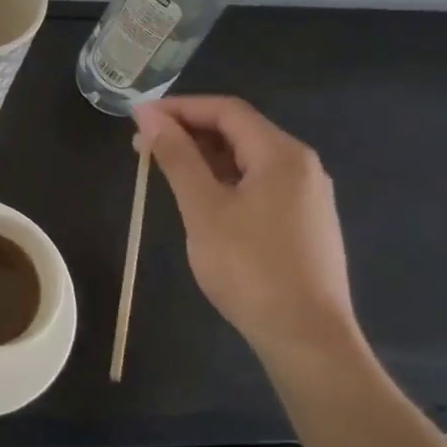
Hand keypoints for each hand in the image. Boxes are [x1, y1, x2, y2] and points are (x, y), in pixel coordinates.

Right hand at [134, 95, 362, 369]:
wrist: (307, 339)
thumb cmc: (250, 268)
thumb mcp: (203, 208)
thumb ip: (177, 157)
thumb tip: (149, 116)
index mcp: (282, 154)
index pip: (226, 110)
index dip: (180, 107)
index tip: (139, 118)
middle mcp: (301, 165)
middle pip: (239, 131)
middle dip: (189, 132)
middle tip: (142, 145)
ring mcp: (307, 196)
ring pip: (248, 160)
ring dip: (204, 157)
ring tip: (163, 169)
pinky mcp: (304, 223)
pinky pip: (259, 184)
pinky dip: (224, 180)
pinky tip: (200, 198)